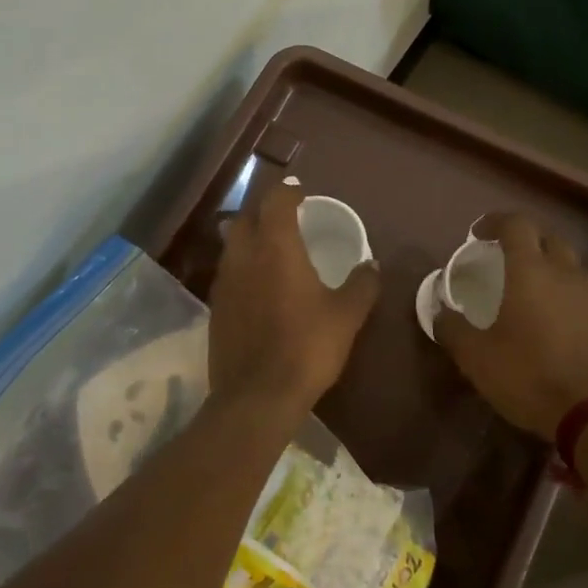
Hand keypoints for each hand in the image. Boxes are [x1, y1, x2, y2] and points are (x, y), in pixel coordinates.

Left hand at [209, 184, 380, 413]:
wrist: (257, 396)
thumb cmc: (306, 346)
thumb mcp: (347, 315)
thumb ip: (362, 284)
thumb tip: (372, 264)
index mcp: (275, 246)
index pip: (275, 201)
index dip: (287, 191)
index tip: (300, 191)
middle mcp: (243, 255)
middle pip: (246, 216)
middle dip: (264, 208)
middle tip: (285, 214)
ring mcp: (224, 281)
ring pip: (232, 243)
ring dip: (250, 235)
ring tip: (272, 244)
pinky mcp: (215, 307)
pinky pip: (228, 271)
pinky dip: (243, 265)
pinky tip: (259, 283)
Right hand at [435, 213, 587, 439]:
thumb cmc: (529, 377)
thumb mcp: (476, 357)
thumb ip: (453, 328)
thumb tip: (440, 311)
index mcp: (530, 272)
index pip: (516, 224)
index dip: (495, 222)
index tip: (478, 234)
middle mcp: (566, 274)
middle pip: (549, 240)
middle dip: (526, 243)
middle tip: (506, 262)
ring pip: (571, 270)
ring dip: (550, 273)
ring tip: (532, 299)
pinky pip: (586, 299)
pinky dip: (569, 301)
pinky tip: (558, 329)